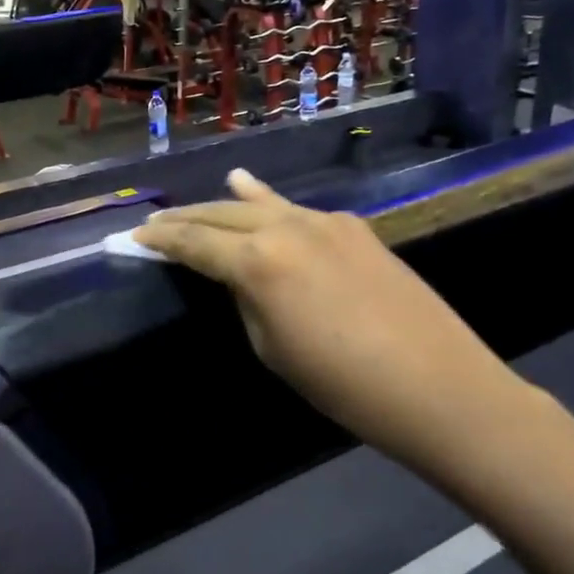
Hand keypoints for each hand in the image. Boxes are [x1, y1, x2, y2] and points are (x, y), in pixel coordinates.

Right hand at [133, 170, 532, 466]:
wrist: (438, 386)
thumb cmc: (342, 384)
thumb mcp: (272, 347)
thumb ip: (247, 298)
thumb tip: (239, 275)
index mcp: (258, 261)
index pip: (195, 242)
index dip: (161, 240)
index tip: (134, 237)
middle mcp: (286, 227)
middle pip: (222, 213)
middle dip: (185, 218)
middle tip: (155, 222)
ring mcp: (324, 221)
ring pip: (259, 203)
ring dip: (223, 204)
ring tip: (193, 204)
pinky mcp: (353, 227)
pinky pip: (296, 209)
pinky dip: (267, 200)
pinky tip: (252, 188)